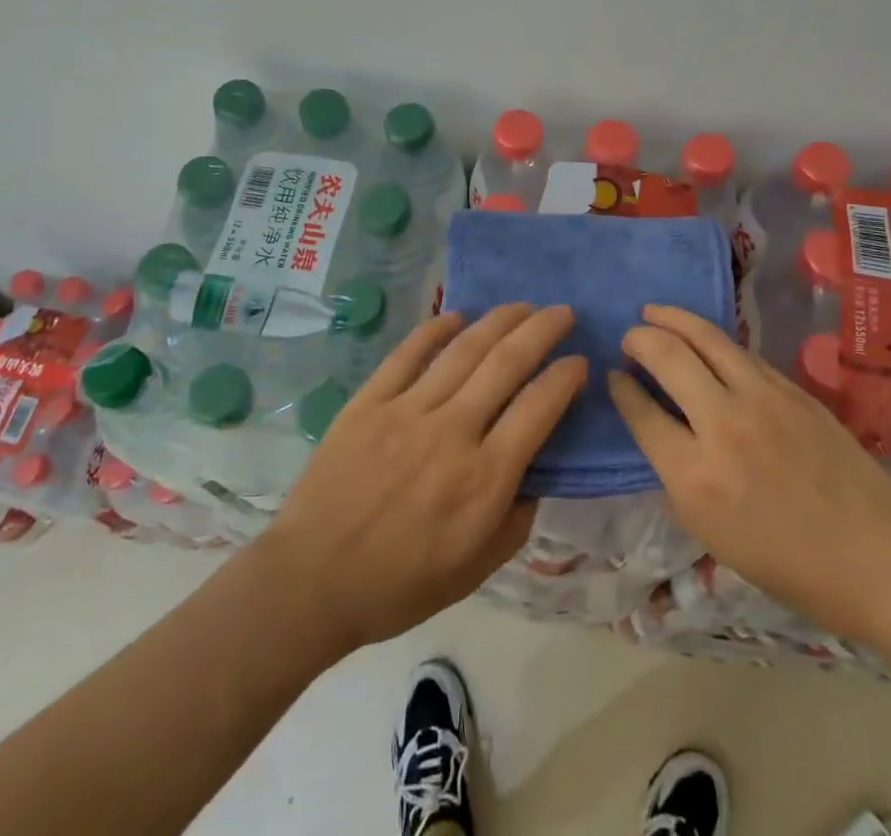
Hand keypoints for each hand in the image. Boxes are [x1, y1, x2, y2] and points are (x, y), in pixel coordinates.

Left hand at [260, 305, 585, 653]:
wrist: (311, 581)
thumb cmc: (399, 585)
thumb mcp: (476, 570)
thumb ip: (517, 519)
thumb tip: (537, 472)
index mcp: (484, 478)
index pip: (539, 408)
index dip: (565, 378)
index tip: (579, 361)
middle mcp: (453, 432)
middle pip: (507, 363)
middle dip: (542, 331)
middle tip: (562, 312)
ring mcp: (408, 410)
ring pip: (463, 349)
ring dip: (499, 320)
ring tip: (521, 305)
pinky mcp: (370, 401)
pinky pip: (408, 353)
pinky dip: (435, 328)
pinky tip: (456, 314)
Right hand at [608, 306, 890, 644]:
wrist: (876, 558)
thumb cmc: (788, 564)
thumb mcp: (711, 534)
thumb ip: (677, 475)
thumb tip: (657, 427)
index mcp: (694, 475)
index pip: (641, 412)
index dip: (620, 388)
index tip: (612, 376)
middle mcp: (723, 425)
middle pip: (667, 356)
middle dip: (639, 339)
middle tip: (629, 338)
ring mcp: (762, 398)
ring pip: (705, 337)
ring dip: (672, 319)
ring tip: (654, 313)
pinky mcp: (792, 388)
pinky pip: (740, 353)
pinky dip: (712, 340)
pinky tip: (703, 340)